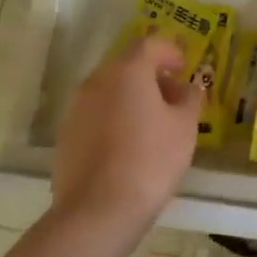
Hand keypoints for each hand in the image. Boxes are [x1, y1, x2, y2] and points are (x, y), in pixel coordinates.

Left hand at [50, 35, 200, 246]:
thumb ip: (190, 99)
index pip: (149, 44)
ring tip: (153, 123)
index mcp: (127, 71)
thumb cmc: (150, 160)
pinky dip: (114, 118)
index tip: (184, 67)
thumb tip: (190, 87)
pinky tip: (128, 144)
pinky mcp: (66, 135)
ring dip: (131, 97)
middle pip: (126, 66)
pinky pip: (95, 114)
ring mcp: (77, 108)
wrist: (97, 211)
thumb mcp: (184, 128)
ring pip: (109, 90)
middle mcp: (97, 80)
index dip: (169, 52)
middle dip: (151, 75)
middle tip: (172, 96)